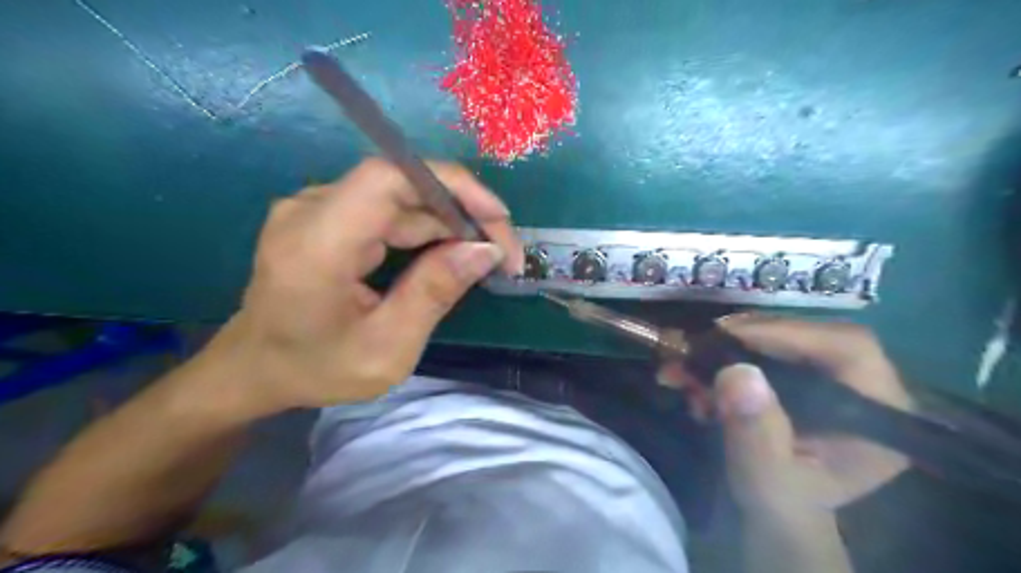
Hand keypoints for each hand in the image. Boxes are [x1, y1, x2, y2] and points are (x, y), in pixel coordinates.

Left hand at [196, 160, 520, 412]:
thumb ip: (434, 293)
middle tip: (502, 254)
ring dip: (448, 224)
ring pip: (401, 199)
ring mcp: (316, 208)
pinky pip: (388, 211)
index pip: (388, 178)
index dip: (451, 184)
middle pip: (403, 186)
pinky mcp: (327, 216)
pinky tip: (449, 254)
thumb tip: (485, 249)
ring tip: (484, 258)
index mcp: (317, 244)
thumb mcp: (386, 350)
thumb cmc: (315, 368)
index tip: (497, 218)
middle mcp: (311, 209)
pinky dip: (426, 229)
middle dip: (463, 213)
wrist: (254, 369)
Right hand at [663, 316, 918, 517]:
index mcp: (877, 415)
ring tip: (683, 369)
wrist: (775, 515)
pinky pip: (762, 351)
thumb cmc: (781, 507)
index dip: (789, 332)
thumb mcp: (766, 482)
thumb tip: (737, 372)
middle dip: (745, 339)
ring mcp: (829, 379)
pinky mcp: (801, 377)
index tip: (730, 337)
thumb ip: (756, 435)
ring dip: (725, 349)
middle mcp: (861, 387)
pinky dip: (722, 359)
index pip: (848, 347)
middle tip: (696, 346)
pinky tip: (693, 380)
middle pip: (808, 335)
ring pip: (779, 339)